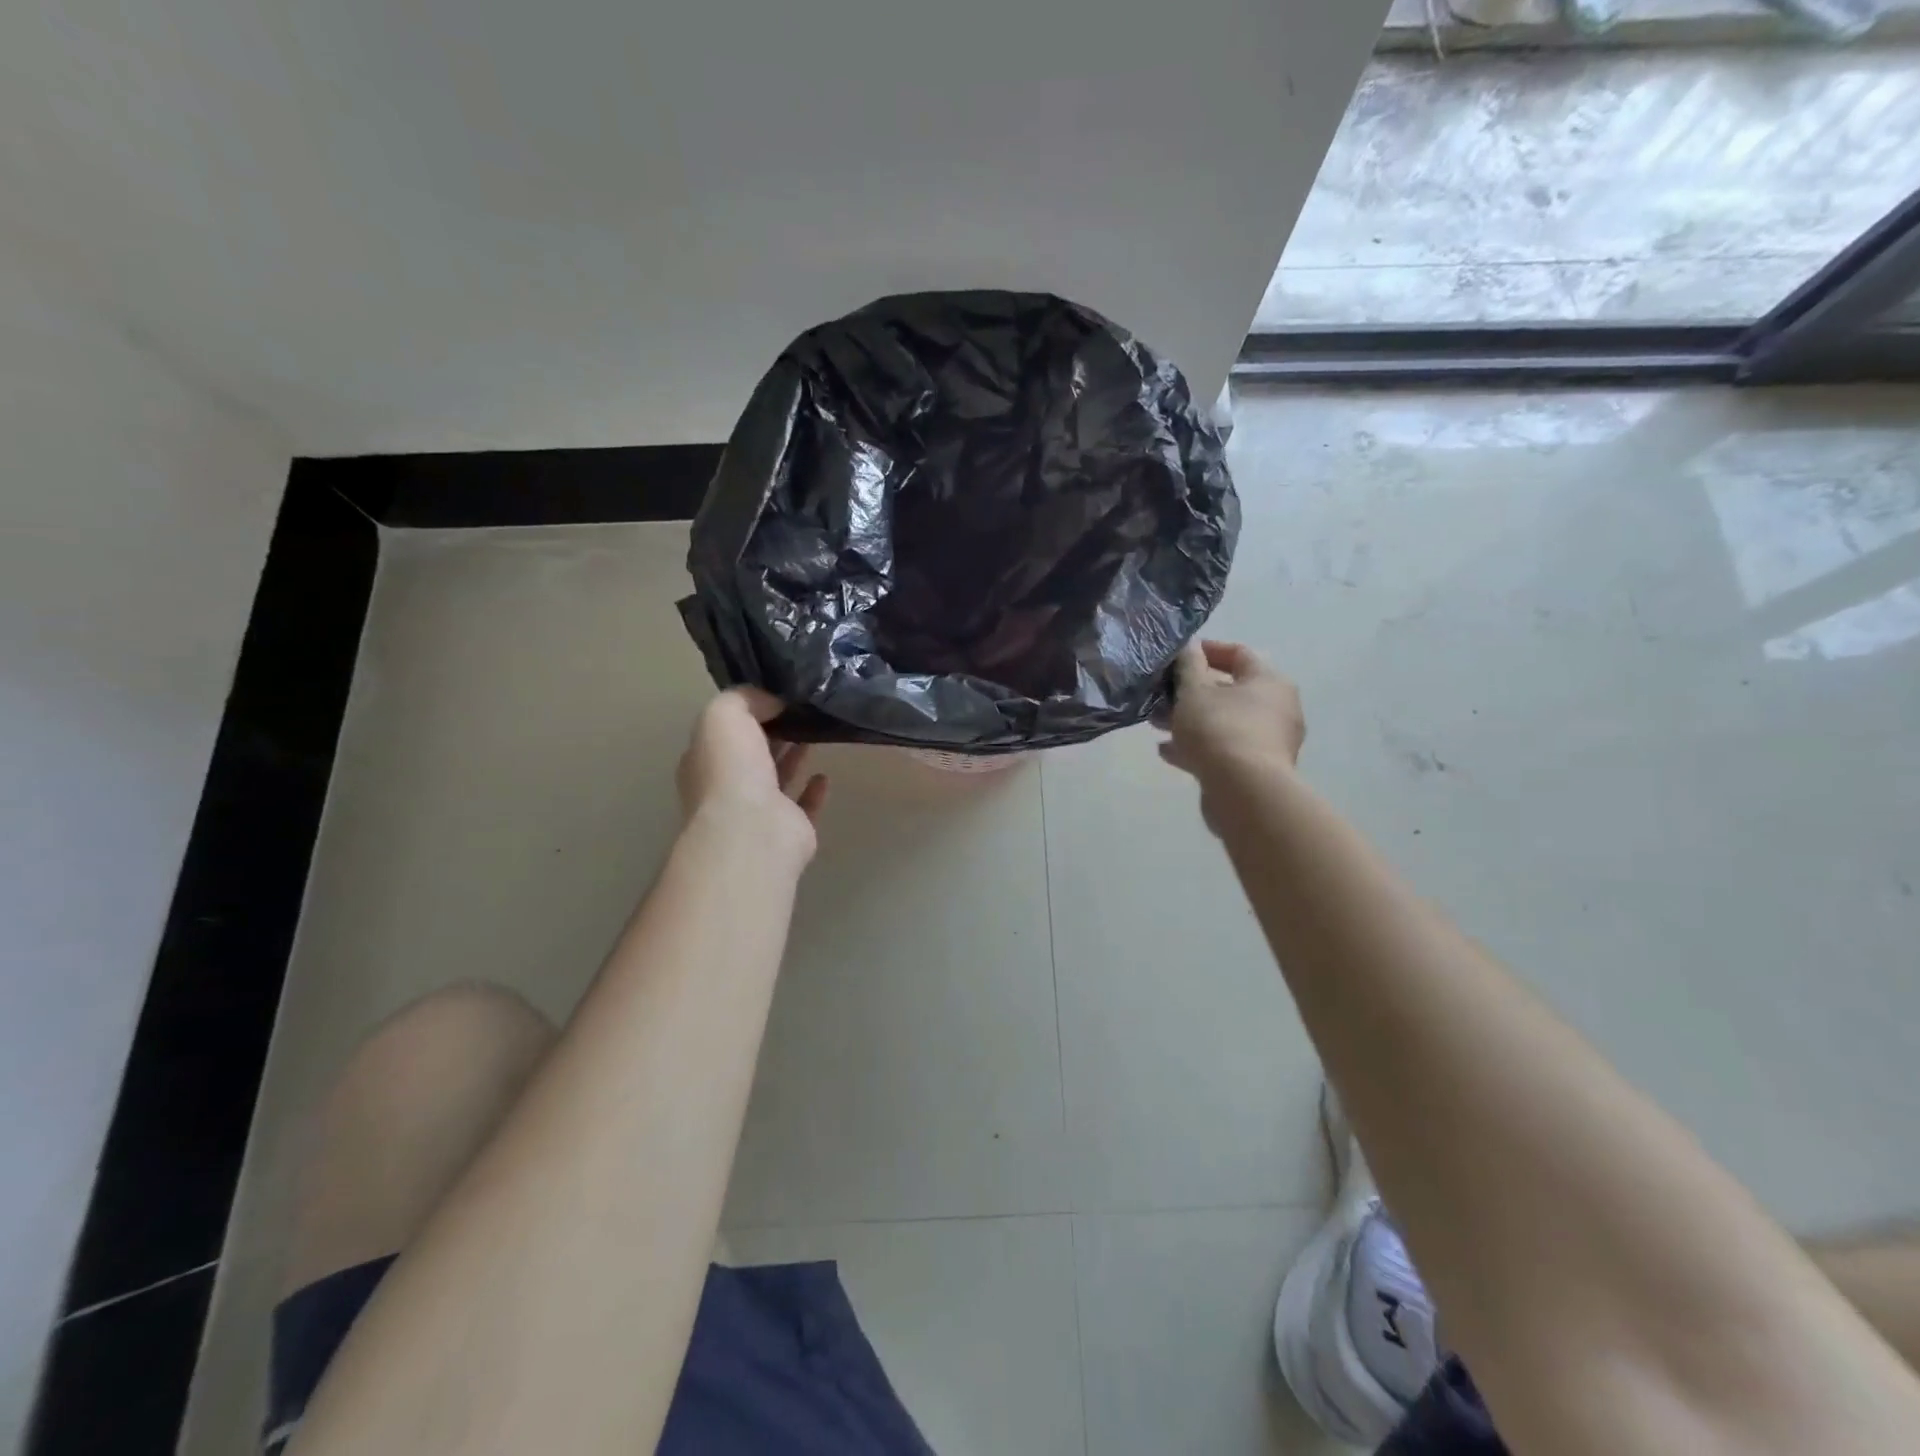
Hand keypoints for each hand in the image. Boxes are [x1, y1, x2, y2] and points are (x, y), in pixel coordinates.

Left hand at [676, 688, 828, 856]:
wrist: (753, 830)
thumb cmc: (731, 770)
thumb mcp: (724, 715)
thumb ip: (745, 698)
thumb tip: (773, 701)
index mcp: (704, 762)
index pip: (723, 732)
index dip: (747, 712)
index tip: (775, 694)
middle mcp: (727, 788)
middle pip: (751, 754)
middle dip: (771, 732)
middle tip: (800, 709)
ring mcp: (758, 813)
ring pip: (776, 779)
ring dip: (792, 757)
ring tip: (814, 733)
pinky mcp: (790, 830)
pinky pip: (803, 806)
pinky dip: (813, 791)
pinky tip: (823, 775)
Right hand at [1159, 640, 1305, 798]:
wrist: (1243, 791)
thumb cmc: (1219, 729)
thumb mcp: (1194, 691)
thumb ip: (1188, 665)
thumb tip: (1189, 647)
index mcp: (1268, 681)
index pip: (1238, 654)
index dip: (1206, 650)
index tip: (1177, 656)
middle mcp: (1277, 708)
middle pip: (1230, 690)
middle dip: (1191, 692)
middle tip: (1161, 694)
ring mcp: (1270, 741)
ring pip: (1224, 722)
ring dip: (1191, 720)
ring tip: (1157, 724)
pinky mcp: (1258, 769)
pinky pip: (1225, 749)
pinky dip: (1199, 747)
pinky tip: (1168, 752)